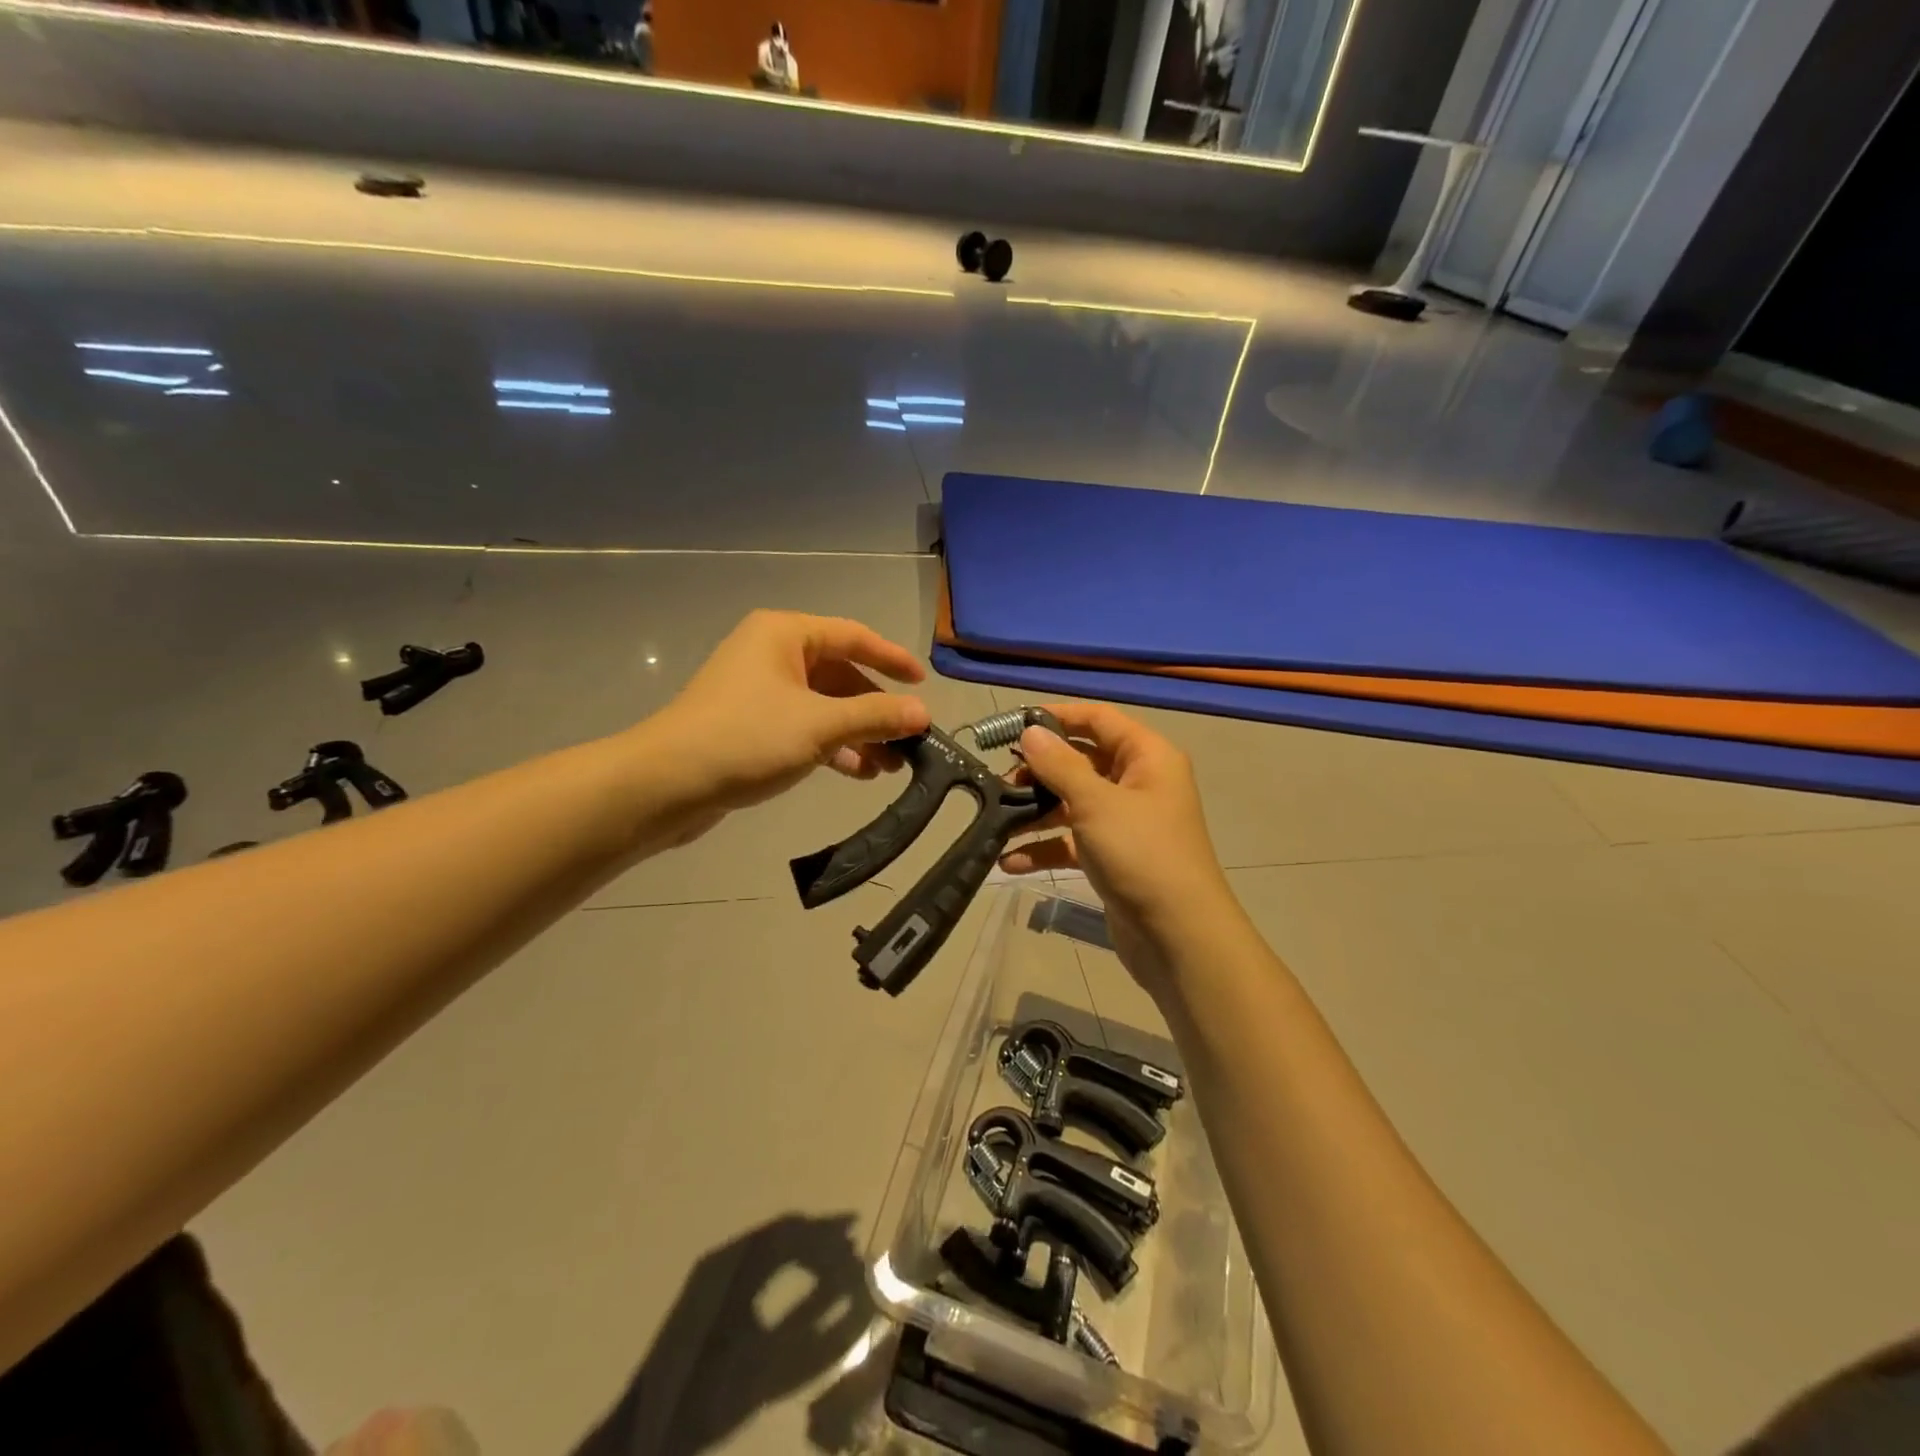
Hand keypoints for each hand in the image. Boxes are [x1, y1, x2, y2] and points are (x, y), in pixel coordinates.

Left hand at [643, 611, 929, 838]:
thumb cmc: (747, 738)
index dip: (892, 659)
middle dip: (875, 710)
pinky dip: (831, 746)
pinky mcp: (751, 725)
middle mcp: (772, 654)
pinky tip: (857, 771)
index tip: (923, 683)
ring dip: (857, 733)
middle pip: (840, 674)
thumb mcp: (820, 725)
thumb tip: (923, 713)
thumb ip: (875, 716)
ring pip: (823, 705)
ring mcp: (759, 691)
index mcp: (785, 635)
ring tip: (890, 766)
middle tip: (909, 739)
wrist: (667, 784)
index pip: (853, 636)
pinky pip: (803, 727)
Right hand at [998, 703, 1233, 991]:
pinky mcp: (1112, 857)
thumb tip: (1031, 732)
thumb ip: (1059, 765)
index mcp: (1147, 757)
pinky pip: (1072, 841)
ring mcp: (1125, 822)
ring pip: (1073, 803)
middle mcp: (1138, 783)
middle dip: (1040, 771)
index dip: (1057, 716)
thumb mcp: (1096, 803)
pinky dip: (1045, 848)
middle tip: (999, 780)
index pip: (1098, 719)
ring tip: (997, 820)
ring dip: (1036, 812)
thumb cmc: (1141, 854)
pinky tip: (1010, 861)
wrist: (1178, 935)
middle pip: (1081, 762)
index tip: (1013, 725)